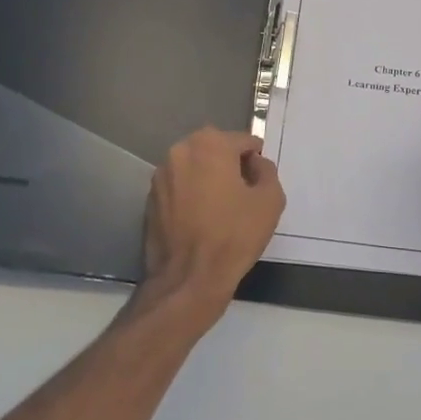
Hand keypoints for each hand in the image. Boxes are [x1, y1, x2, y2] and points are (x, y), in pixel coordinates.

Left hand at [139, 127, 285, 324]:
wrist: (188, 278)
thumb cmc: (233, 236)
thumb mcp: (270, 200)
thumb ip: (267, 171)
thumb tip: (256, 164)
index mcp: (209, 144)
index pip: (242, 141)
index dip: (256, 160)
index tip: (261, 181)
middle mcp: (180, 150)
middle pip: (215, 149)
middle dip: (230, 164)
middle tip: (244, 193)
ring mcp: (161, 174)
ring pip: (195, 167)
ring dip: (209, 178)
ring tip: (222, 207)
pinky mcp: (150, 198)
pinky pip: (179, 186)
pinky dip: (191, 194)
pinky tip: (202, 218)